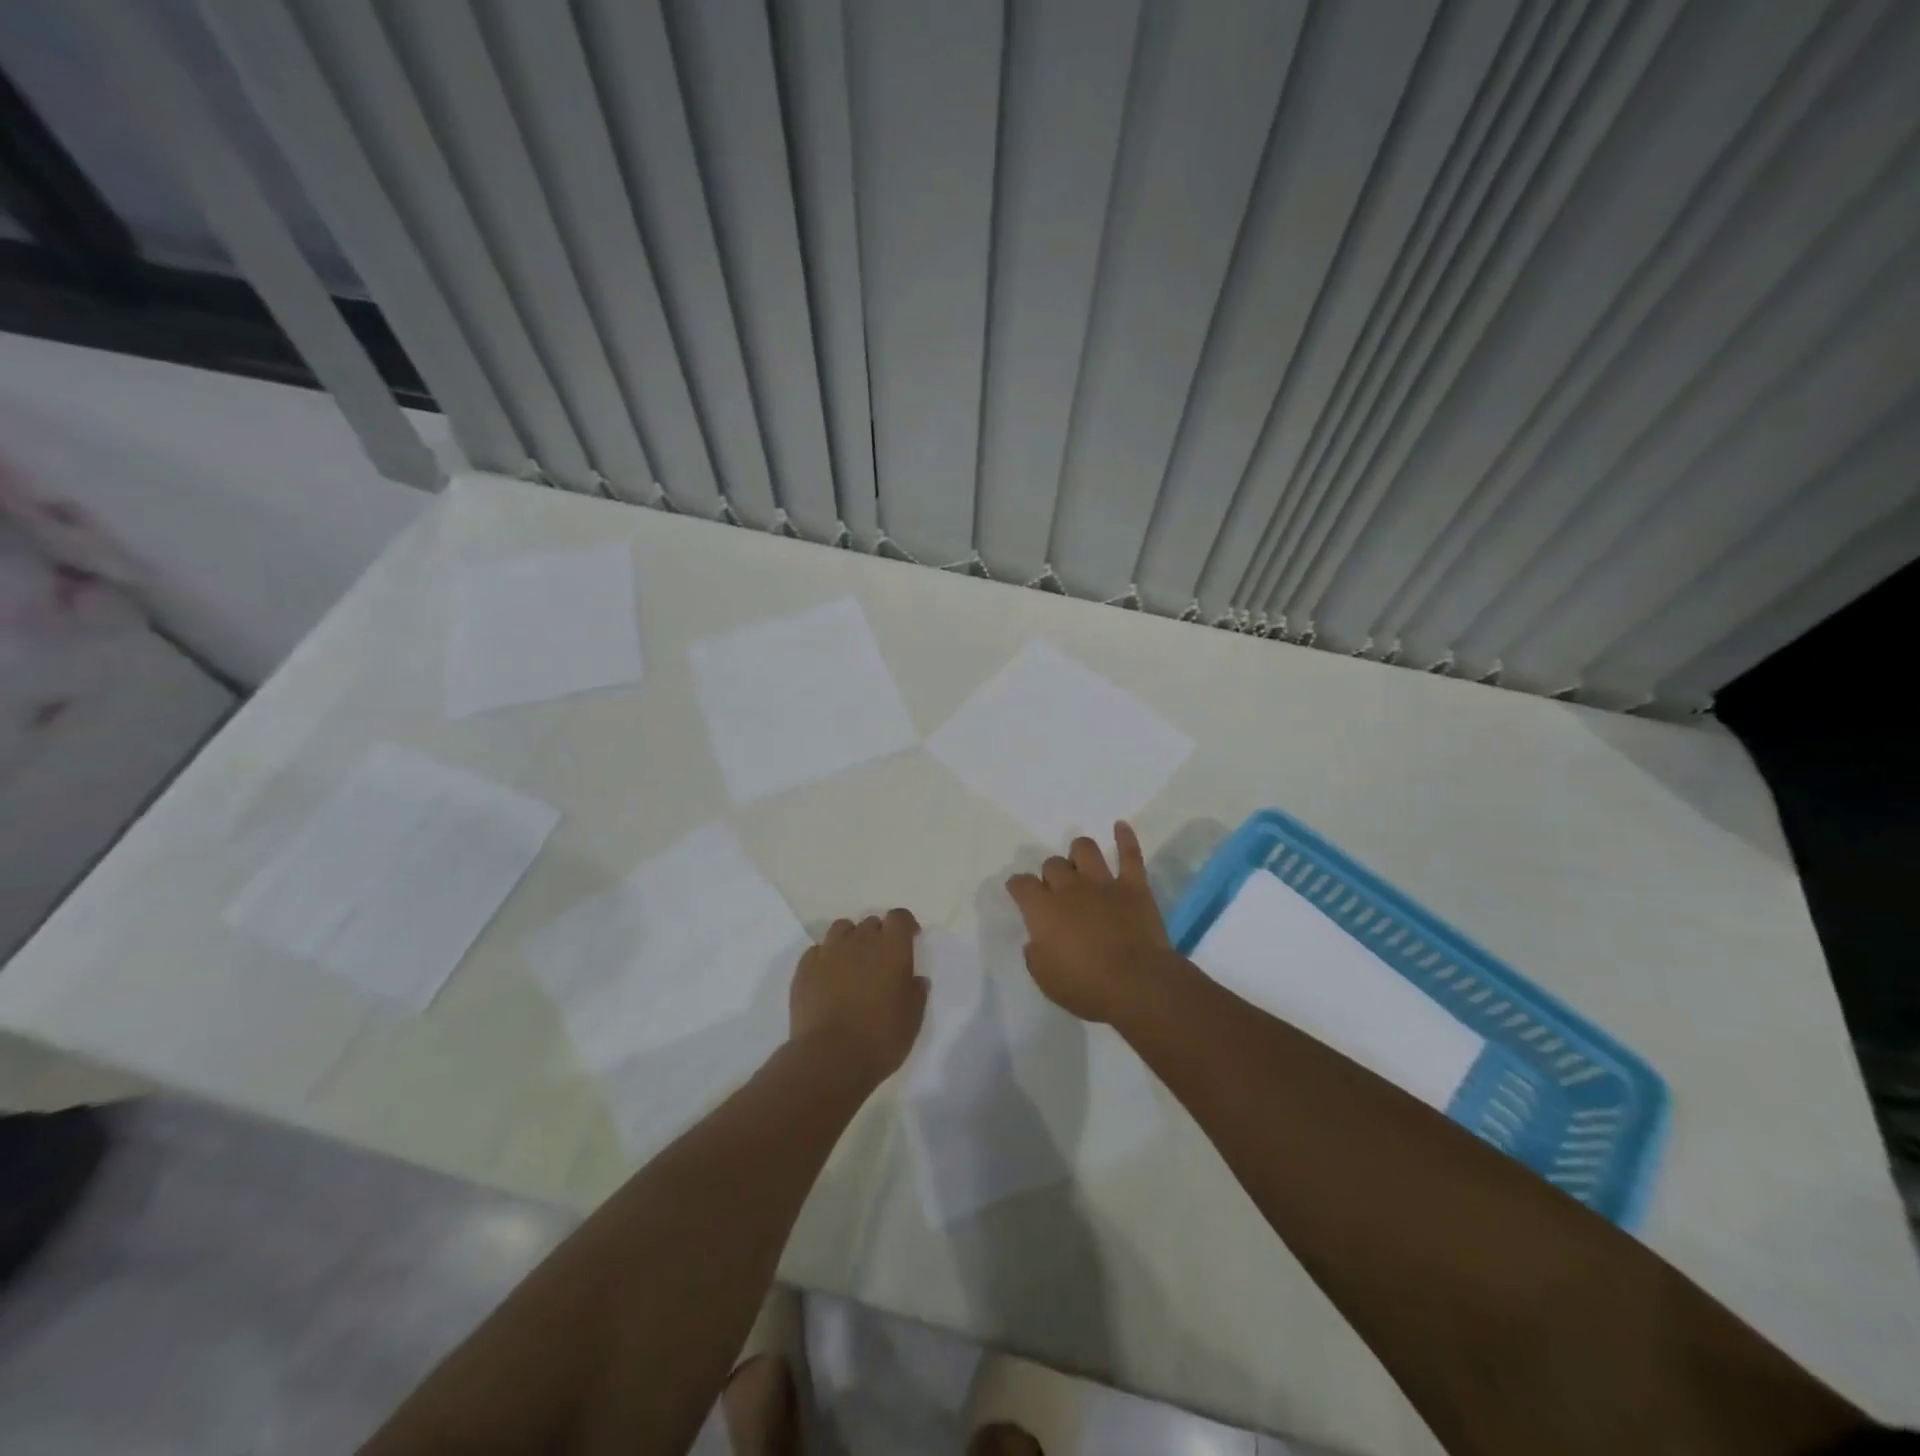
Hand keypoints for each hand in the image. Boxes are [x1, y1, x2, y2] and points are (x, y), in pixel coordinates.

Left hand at [790, 909, 927, 1082]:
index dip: (905, 925)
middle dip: (878, 936)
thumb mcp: (912, 1019)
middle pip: (871, 923)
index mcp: (892, 948)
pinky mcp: (805, 968)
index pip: (900, 917)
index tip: (910, 939)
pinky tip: (827, 979)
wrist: (830, 1058)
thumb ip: (916, 993)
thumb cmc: (881, 1038)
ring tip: (852, 964)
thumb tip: (916, 980)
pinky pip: (817, 951)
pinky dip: (825, 958)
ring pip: (841, 929)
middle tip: (880, 961)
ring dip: (850, 940)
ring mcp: (829, 951)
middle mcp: (860, 940)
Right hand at [1006, 822, 1172, 1022]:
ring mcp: (1103, 883)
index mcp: (1043, 910)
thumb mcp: (1046, 980)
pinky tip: (1121, 826)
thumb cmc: (1087, 987)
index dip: (1018, 886)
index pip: (1021, 885)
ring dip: (1079, 853)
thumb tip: (1036, 942)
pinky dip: (1125, 837)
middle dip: (1051, 875)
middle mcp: (1069, 888)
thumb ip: (1036, 955)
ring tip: (1080, 863)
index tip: (1020, 892)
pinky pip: (1130, 854)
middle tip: (1056, 891)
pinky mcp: (1134, 886)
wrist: (1138, 984)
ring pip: (1085, 849)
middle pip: (1052, 865)